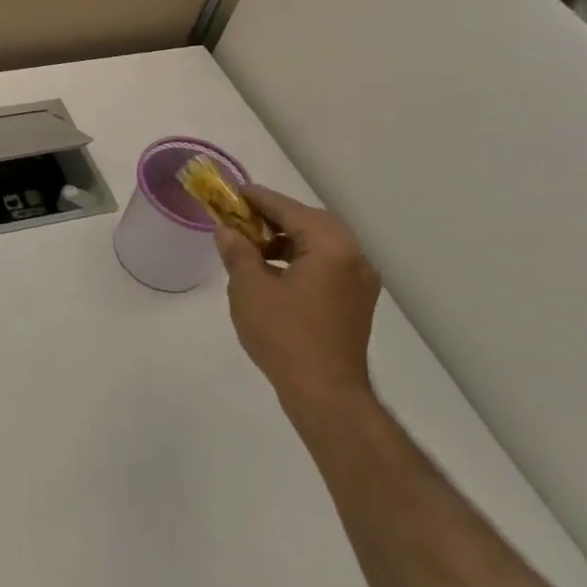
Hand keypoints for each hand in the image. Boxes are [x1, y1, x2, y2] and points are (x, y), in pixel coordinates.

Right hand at [214, 187, 381, 415]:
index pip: (290, 210)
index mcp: (331, 247)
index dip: (259, 199)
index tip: (235, 192)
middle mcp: (354, 257)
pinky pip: (328, 265)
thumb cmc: (285, 336)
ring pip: (321, 245)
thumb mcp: (249, 289)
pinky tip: (274, 272)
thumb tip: (226, 230)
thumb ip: (238, 252)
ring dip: (288, 239)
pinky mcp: (356, 302)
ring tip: (253, 246)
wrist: (326, 394)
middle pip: (311, 223)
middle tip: (242, 218)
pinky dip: (301, 259)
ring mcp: (360, 281)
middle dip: (275, 218)